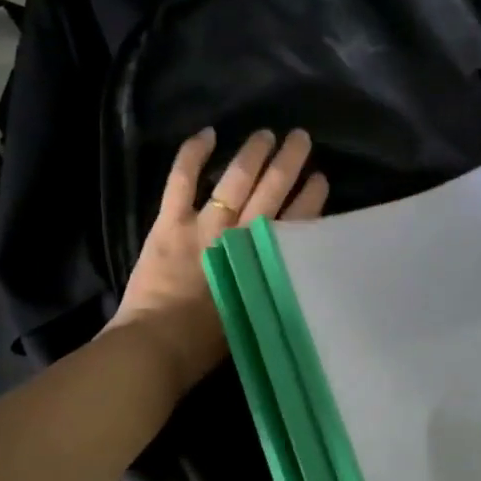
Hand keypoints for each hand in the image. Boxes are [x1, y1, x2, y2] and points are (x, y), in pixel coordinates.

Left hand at [108, 128, 329, 394]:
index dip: (312, 197)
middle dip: (290, 161)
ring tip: (268, 133)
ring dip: (253, 152)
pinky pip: (182, 180)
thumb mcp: (258, 314)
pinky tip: (208, 134)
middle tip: (301, 138)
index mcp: (266, 259)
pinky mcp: (170, 223)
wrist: (159, 347)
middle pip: (273, 189)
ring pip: (235, 178)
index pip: (298, 220)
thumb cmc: (210, 344)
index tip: (322, 180)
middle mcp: (241, 233)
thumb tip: (289, 267)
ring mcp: (204, 225)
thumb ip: (274, 284)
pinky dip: (193, 154)